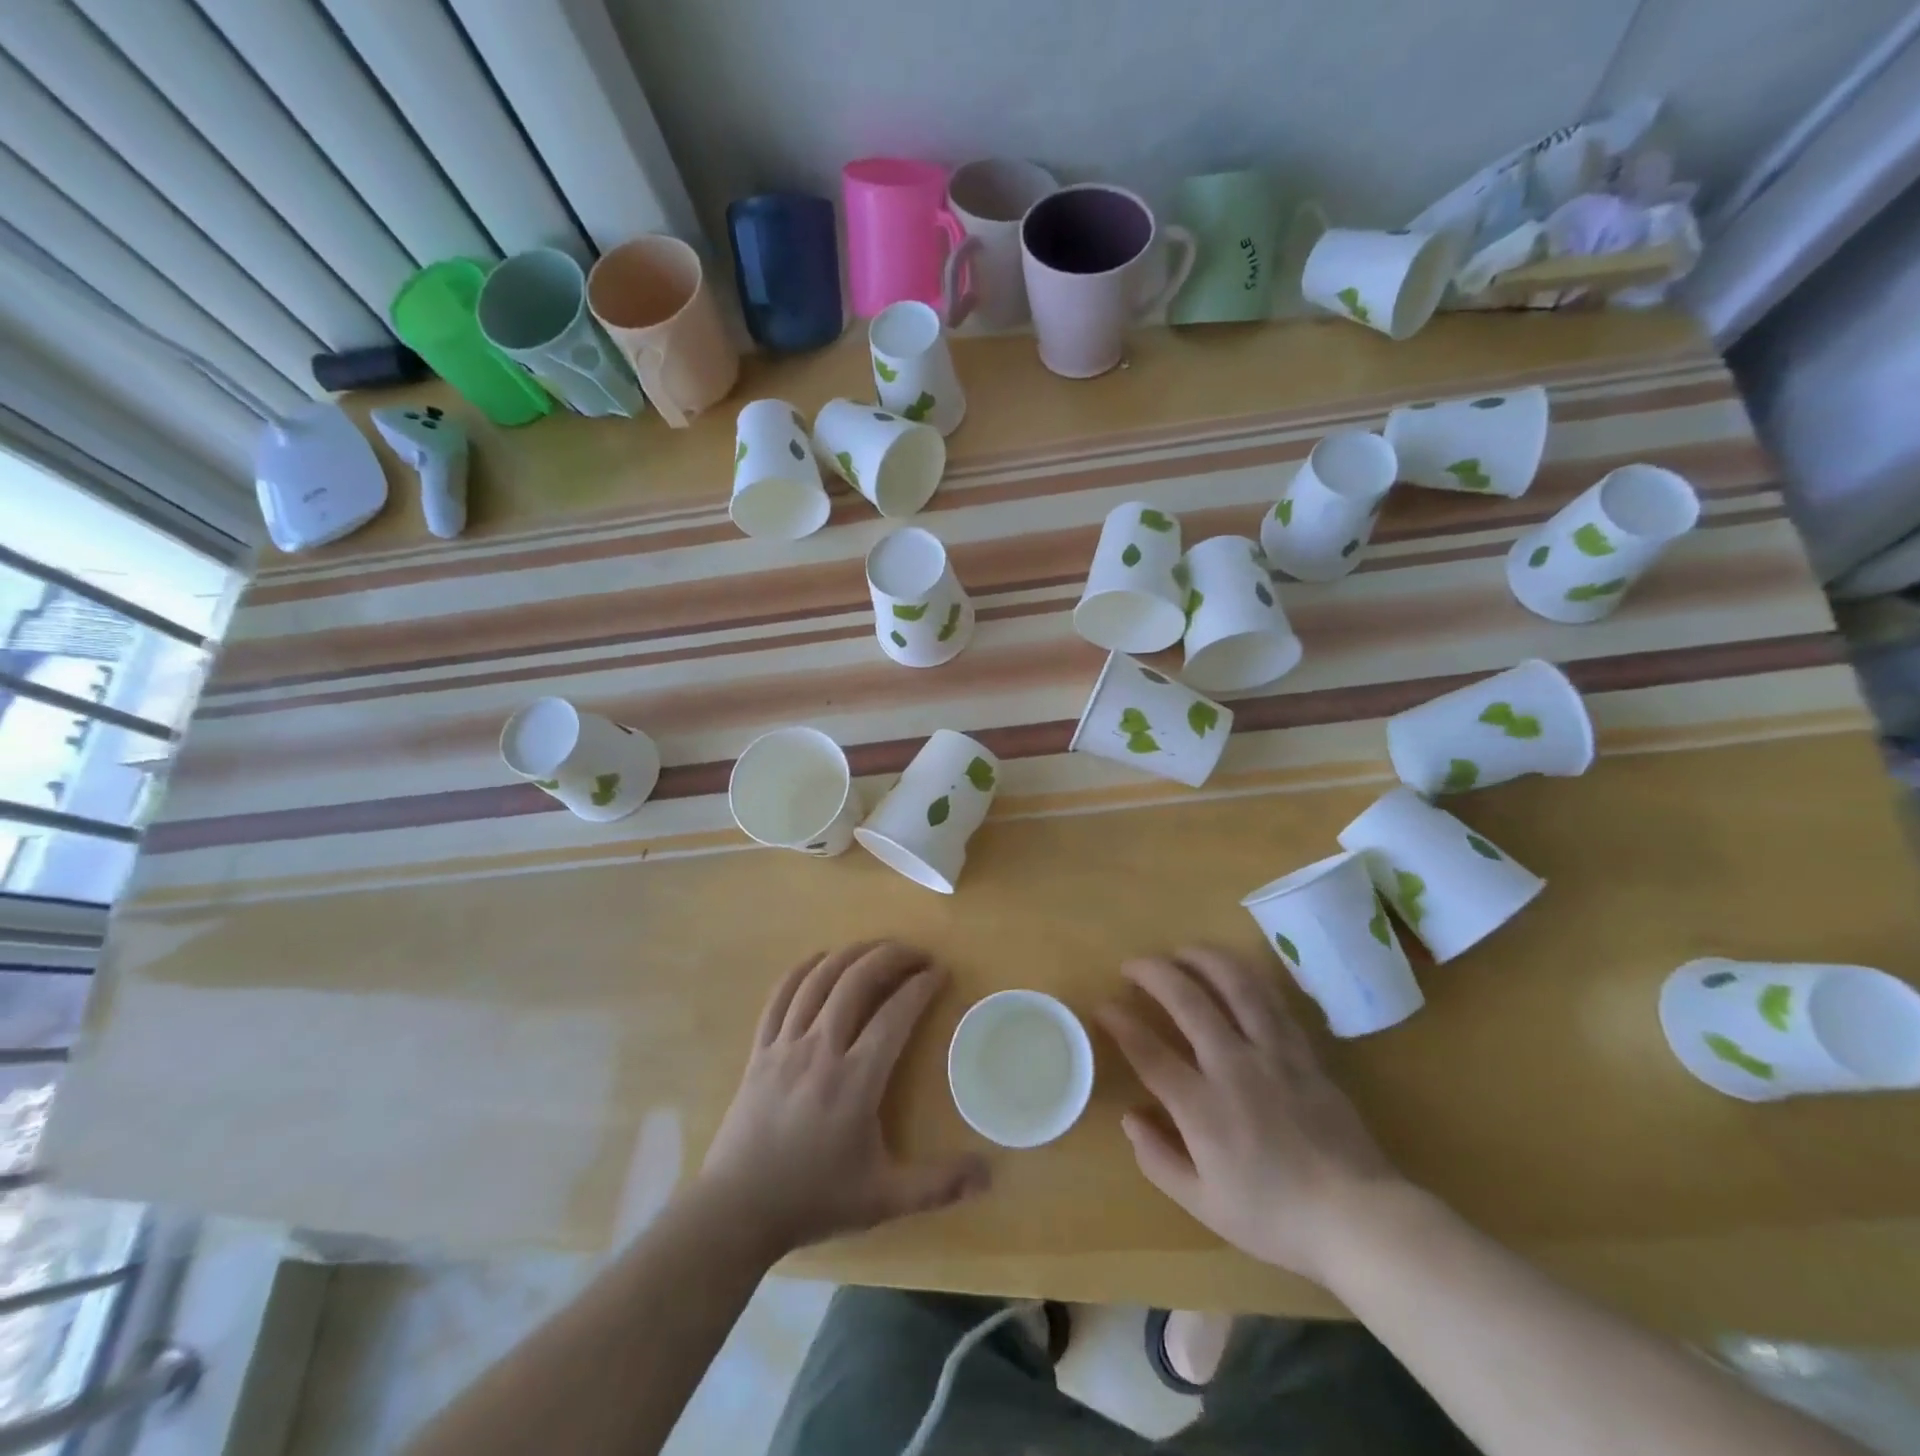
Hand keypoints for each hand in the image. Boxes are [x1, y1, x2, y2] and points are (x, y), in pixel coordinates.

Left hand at [698, 943, 988, 1257]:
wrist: (737, 1210)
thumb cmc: (814, 1200)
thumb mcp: (883, 1200)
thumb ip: (938, 1186)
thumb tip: (989, 1175)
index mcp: (855, 1081)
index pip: (895, 1014)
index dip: (921, 986)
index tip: (940, 972)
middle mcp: (820, 1050)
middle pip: (856, 981)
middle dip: (891, 957)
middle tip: (916, 953)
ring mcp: (785, 1045)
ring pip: (819, 979)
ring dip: (852, 954)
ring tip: (877, 949)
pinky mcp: (760, 1049)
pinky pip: (781, 995)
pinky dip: (803, 969)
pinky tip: (821, 960)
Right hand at [1096, 946, 1403, 1284]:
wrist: (1358, 1218)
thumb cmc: (1275, 1217)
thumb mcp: (1204, 1205)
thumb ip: (1158, 1159)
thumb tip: (1130, 1117)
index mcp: (1203, 1108)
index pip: (1149, 1051)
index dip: (1120, 1023)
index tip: (1104, 1007)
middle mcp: (1233, 1067)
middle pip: (1187, 1001)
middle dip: (1153, 974)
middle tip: (1132, 965)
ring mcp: (1273, 1053)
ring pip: (1235, 985)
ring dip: (1201, 959)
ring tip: (1180, 951)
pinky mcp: (1303, 1051)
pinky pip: (1271, 1000)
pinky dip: (1246, 977)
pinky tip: (1231, 971)